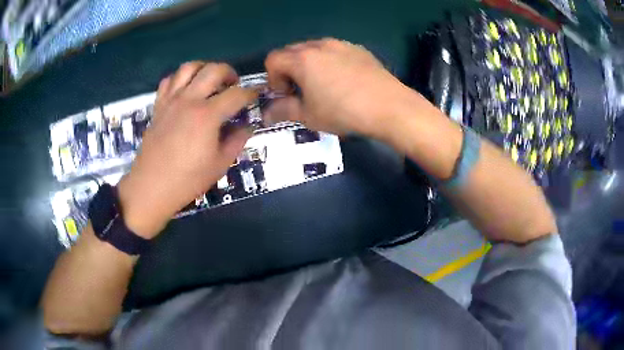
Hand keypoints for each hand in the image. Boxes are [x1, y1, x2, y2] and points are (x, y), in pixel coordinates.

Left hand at [117, 62, 256, 238]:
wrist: (151, 187)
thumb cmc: (187, 180)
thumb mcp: (220, 164)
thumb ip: (237, 141)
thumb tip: (247, 126)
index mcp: (208, 115)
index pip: (237, 94)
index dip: (251, 92)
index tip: (257, 94)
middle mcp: (189, 100)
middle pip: (214, 70)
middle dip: (229, 73)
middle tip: (233, 85)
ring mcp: (171, 100)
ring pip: (189, 67)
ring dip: (204, 68)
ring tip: (209, 80)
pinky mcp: (158, 106)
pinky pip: (168, 80)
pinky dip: (180, 79)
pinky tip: (185, 89)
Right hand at [264, 38, 414, 137]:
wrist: (389, 107)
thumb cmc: (344, 112)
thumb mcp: (309, 116)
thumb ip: (283, 110)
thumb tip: (267, 113)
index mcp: (302, 59)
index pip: (273, 59)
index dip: (273, 79)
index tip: (287, 95)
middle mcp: (320, 45)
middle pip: (292, 51)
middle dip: (289, 70)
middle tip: (302, 91)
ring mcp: (342, 44)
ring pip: (314, 49)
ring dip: (309, 65)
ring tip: (324, 85)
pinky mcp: (359, 49)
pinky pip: (335, 51)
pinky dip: (330, 62)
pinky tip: (345, 81)